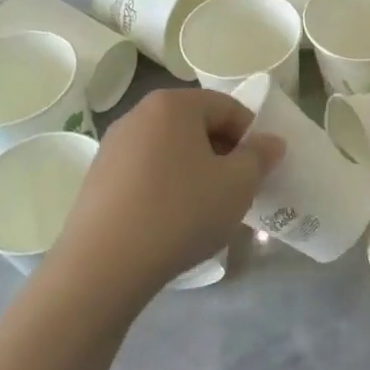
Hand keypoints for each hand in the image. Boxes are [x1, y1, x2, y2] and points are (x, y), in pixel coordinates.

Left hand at [48, 87, 283, 302]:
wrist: (105, 264)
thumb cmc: (181, 212)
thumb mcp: (237, 185)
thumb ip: (259, 156)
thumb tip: (271, 142)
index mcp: (173, 105)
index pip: (227, 107)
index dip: (250, 135)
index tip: (258, 170)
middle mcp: (139, 114)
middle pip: (195, 125)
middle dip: (222, 153)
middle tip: (236, 190)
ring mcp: (113, 145)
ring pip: (170, 150)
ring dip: (195, 171)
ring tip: (204, 209)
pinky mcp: (98, 177)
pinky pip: (146, 171)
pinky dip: (166, 186)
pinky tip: (171, 220)